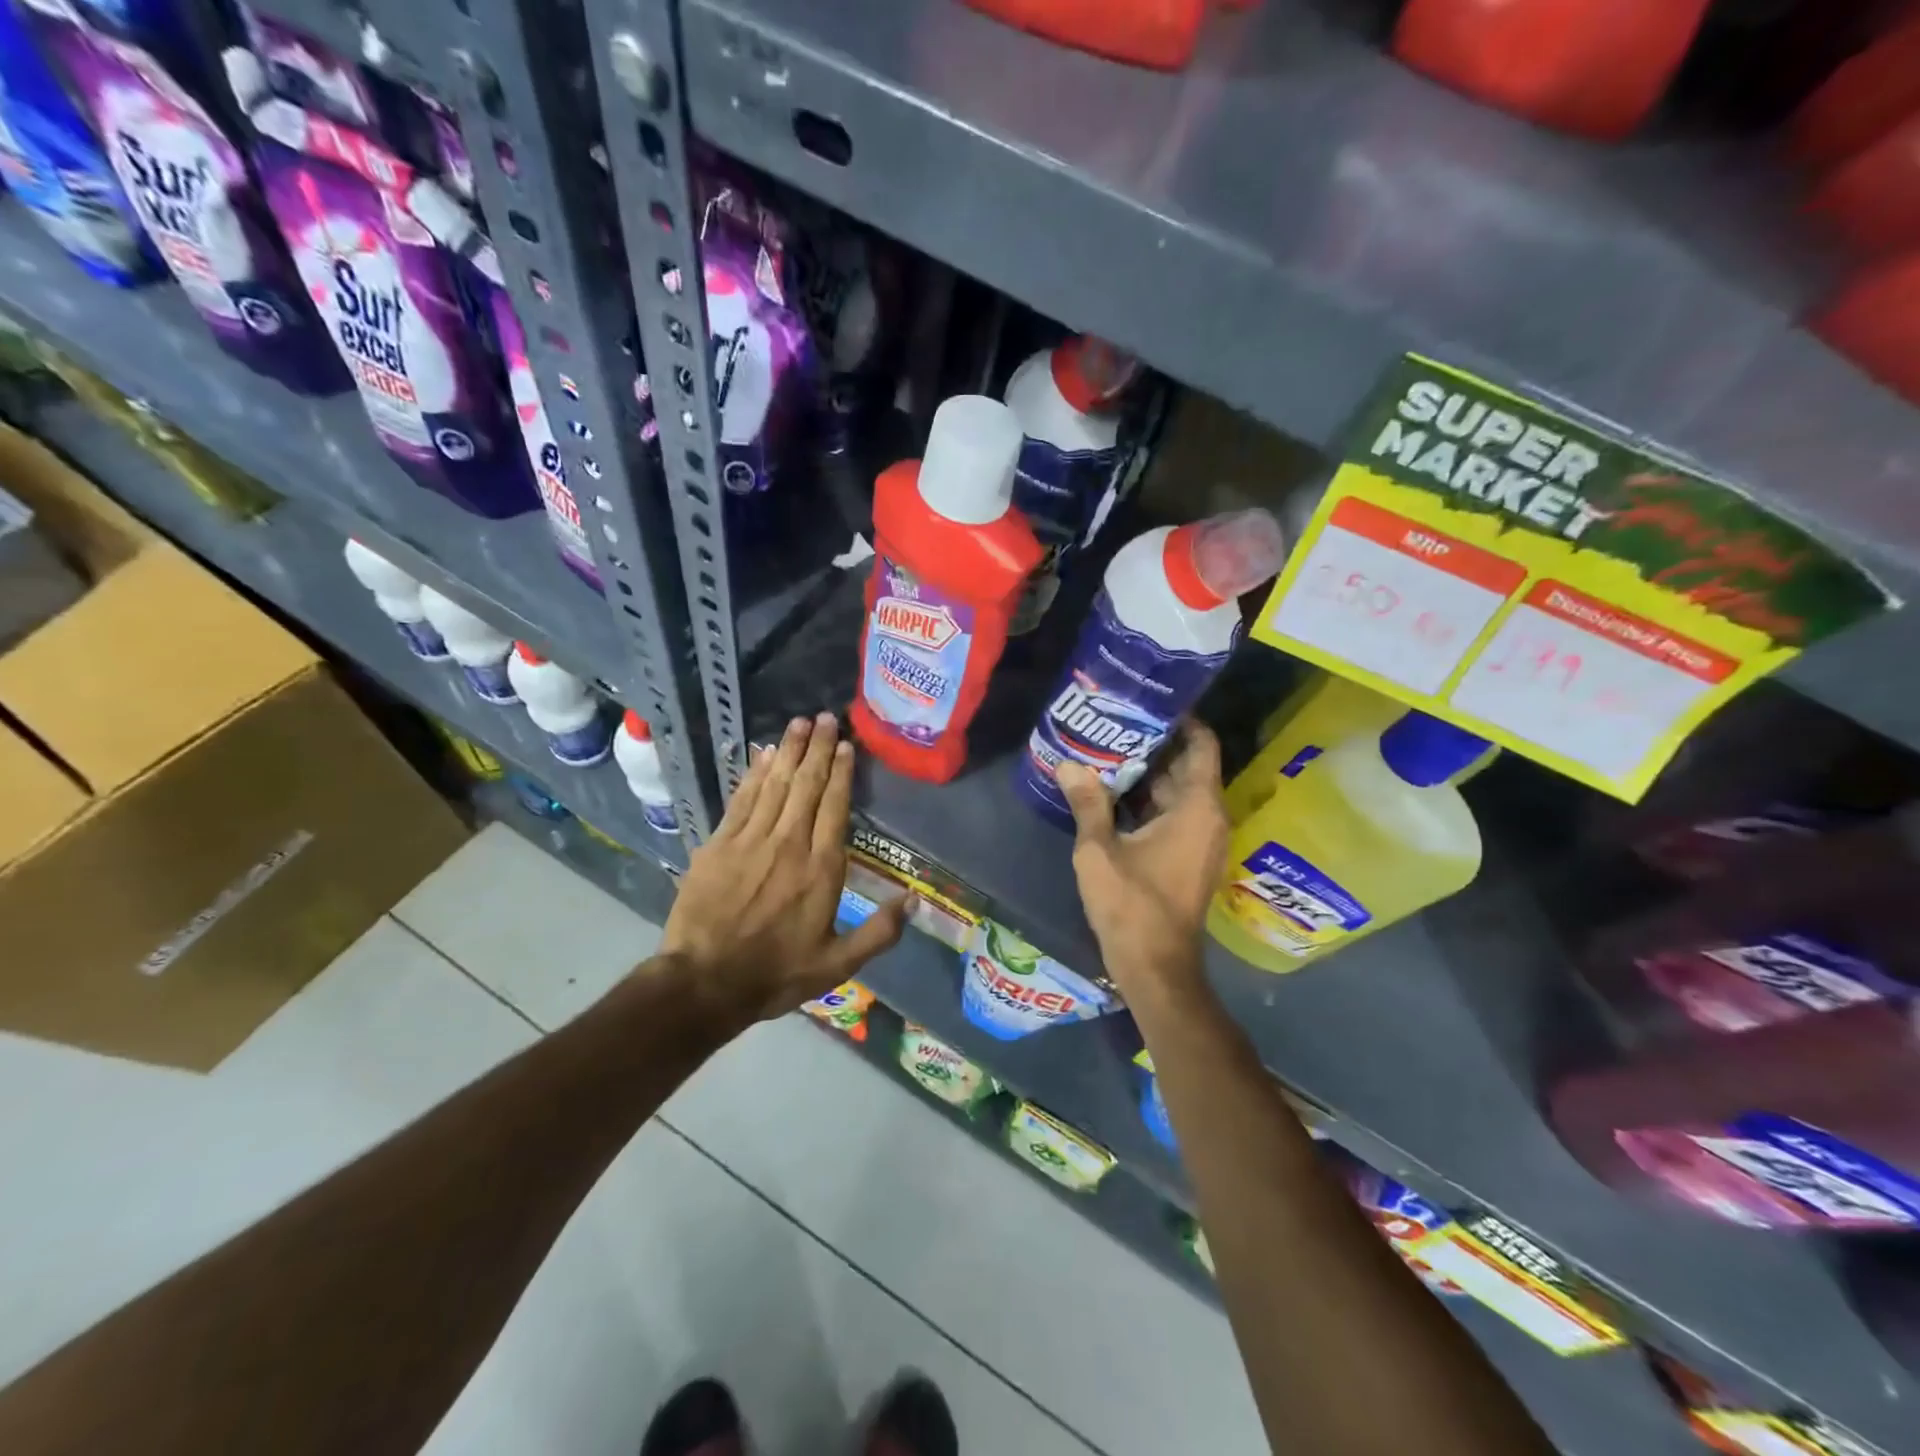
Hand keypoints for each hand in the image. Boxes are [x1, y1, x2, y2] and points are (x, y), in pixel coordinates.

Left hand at [660, 713, 910, 1022]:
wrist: (704, 982)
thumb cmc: (776, 974)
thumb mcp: (837, 965)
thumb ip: (878, 933)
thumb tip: (913, 901)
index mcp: (821, 870)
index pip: (835, 808)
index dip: (842, 773)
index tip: (847, 746)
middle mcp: (789, 844)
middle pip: (807, 786)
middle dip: (818, 749)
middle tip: (826, 718)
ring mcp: (751, 841)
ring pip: (776, 785)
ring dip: (789, 751)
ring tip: (800, 723)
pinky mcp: (719, 844)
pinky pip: (742, 799)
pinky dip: (754, 774)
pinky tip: (764, 754)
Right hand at [1058, 721, 1228, 1000]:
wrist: (1155, 967)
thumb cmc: (1132, 904)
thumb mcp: (1099, 850)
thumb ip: (1087, 803)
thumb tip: (1068, 764)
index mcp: (1198, 808)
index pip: (1201, 745)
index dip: (1181, 720)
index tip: (1149, 702)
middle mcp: (1209, 818)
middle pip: (1187, 766)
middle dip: (1154, 744)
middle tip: (1115, 722)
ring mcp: (1201, 840)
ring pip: (1178, 792)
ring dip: (1148, 774)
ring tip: (1107, 749)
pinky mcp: (1188, 858)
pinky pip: (1174, 815)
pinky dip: (1149, 801)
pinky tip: (1112, 793)